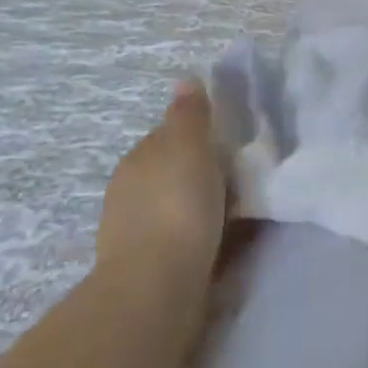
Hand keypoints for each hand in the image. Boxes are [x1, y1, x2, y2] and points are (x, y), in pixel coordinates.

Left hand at [97, 79, 227, 274]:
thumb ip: (189, 114)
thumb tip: (185, 79)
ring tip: (237, 212)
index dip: (198, 137)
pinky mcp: (148, 269)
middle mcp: (129, 193)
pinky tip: (220, 243)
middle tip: (239, 178)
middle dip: (198, 174)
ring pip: (175, 207)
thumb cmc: (177, 205)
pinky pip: (180, 240)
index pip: (168, 137)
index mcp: (137, 160)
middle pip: (171, 173)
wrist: (157, 288)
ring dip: (198, 207)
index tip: (228, 144)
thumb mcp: (189, 145)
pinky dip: (198, 237)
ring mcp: (134, 234)